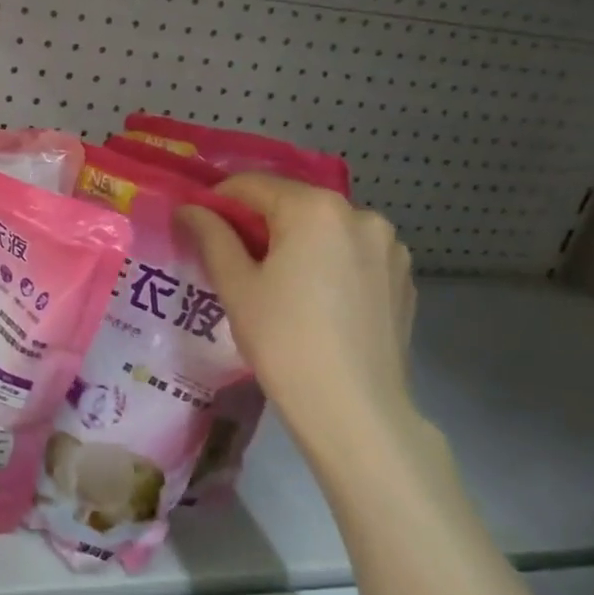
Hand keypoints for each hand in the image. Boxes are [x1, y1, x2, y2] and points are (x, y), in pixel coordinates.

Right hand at [179, 173, 419, 461]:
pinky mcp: (404, 278)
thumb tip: (189, 209)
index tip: (199, 226)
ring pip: (326, 229)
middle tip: (233, 259)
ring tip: (277, 284)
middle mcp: (360, 214)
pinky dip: (328, 263)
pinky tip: (315, 301)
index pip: (252, 185)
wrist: (354, 409)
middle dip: (259, 223)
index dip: (218, 201)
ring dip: (297, 242)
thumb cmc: (283, 340)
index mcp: (315, 209)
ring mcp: (390, 247)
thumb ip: (211, 235)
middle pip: (293, 204)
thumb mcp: (236, 285)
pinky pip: (354, 255)